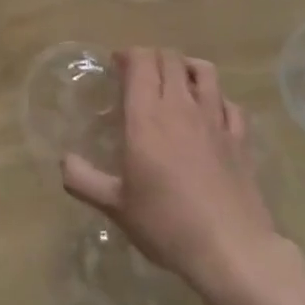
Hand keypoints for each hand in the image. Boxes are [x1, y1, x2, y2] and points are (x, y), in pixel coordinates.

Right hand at [62, 48, 276, 293]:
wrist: (231, 249)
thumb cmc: (166, 224)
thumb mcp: (114, 206)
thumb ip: (83, 179)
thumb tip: (64, 160)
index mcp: (147, 117)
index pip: (141, 62)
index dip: (128, 55)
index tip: (116, 66)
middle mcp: (182, 107)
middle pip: (170, 58)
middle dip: (152, 57)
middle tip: (139, 75)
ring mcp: (216, 120)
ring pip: (204, 71)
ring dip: (185, 67)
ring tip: (174, 81)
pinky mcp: (240, 138)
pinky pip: (229, 102)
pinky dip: (215, 97)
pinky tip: (209, 111)